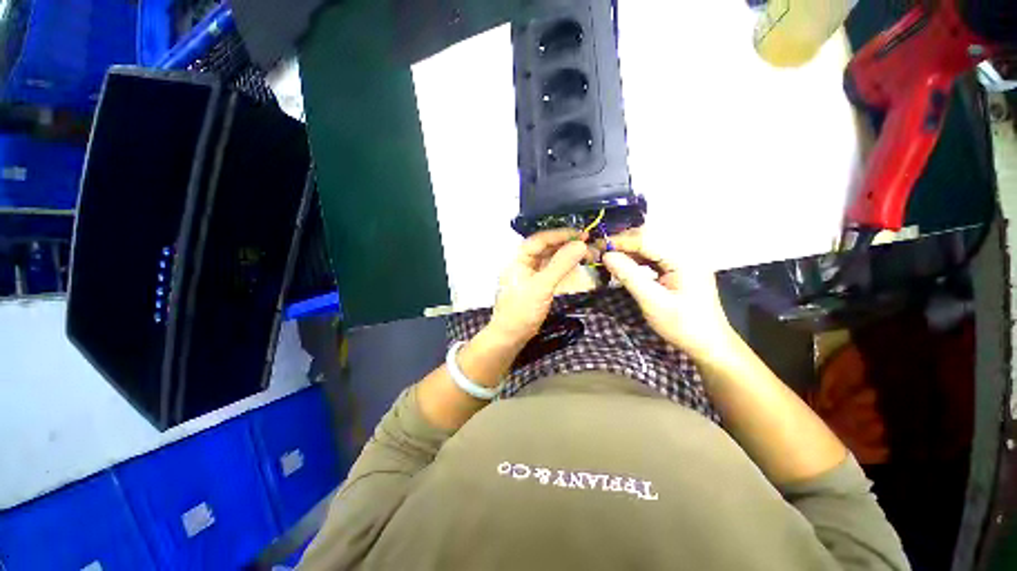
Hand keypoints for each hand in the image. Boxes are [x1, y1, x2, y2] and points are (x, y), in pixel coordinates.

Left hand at [489, 229, 589, 344]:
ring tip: (587, 253)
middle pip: (546, 248)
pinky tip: (576, 265)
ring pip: (550, 259)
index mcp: (519, 259)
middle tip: (588, 243)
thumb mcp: (542, 286)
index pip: (540, 239)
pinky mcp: (537, 286)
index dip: (560, 234)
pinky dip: (564, 266)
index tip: (581, 234)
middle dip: (566, 244)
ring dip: (567, 255)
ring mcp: (531, 275)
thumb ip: (561, 265)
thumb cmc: (522, 310)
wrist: (510, 337)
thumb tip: (581, 244)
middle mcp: (524, 263)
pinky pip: (552, 270)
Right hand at [602, 228, 735, 360]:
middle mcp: (685, 253)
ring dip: (629, 250)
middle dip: (623, 243)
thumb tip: (606, 256)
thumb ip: (628, 276)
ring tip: (608, 257)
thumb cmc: (682, 325)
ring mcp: (684, 260)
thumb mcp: (651, 301)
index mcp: (683, 258)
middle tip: (600, 251)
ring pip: (650, 247)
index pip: (646, 240)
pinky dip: (637, 259)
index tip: (598, 246)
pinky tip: (625, 265)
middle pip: (649, 238)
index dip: (620, 241)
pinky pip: (654, 257)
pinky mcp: (680, 269)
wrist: (709, 344)